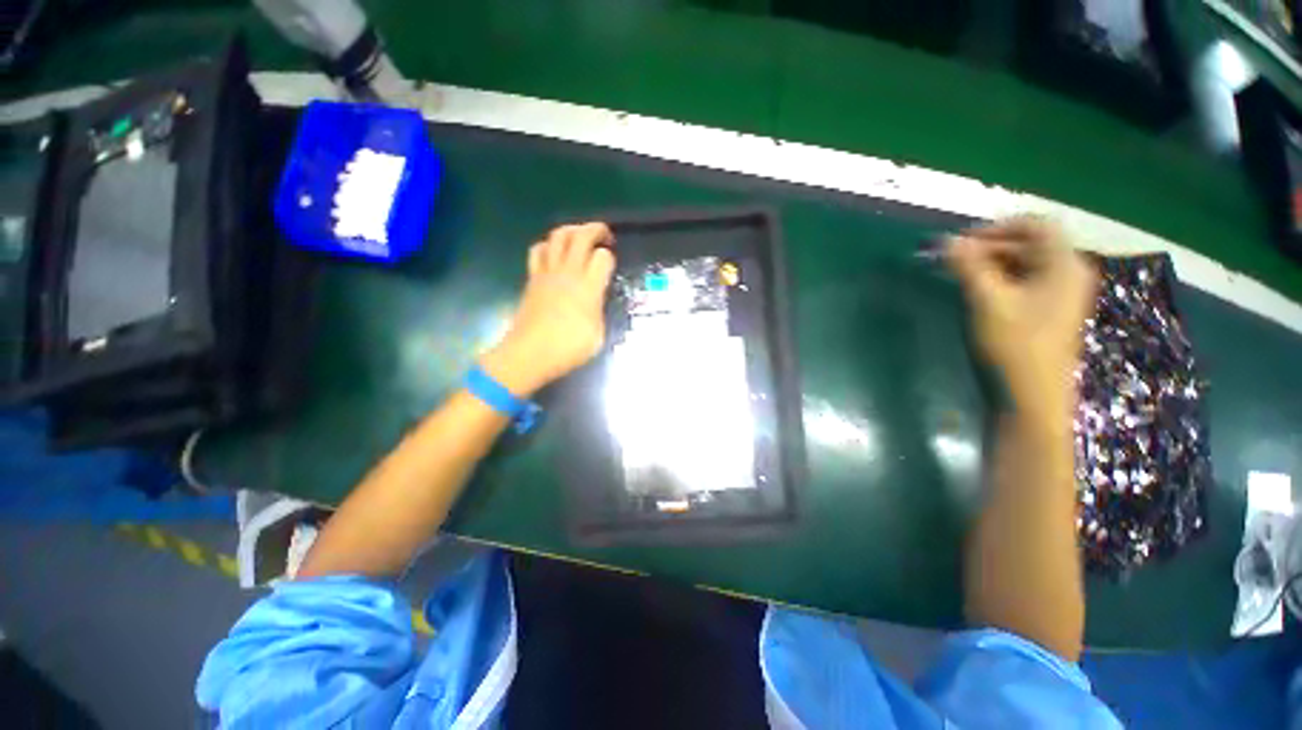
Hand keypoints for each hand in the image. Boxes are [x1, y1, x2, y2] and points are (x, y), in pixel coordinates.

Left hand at [480, 223, 615, 395]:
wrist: (529, 354)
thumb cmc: (568, 349)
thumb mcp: (597, 335)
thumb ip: (599, 310)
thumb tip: (595, 300)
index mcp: (588, 288)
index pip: (603, 257)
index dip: (610, 257)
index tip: (612, 265)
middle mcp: (568, 273)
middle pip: (581, 235)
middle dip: (596, 229)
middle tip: (605, 235)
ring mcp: (547, 273)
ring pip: (557, 236)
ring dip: (572, 230)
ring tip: (580, 237)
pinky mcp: (532, 278)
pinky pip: (538, 250)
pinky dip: (548, 245)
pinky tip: (554, 253)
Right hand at [945, 217, 1096, 418]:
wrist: (1033, 393)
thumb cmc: (1016, 343)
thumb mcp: (988, 300)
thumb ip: (969, 266)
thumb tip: (947, 241)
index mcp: (1064, 263)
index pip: (1037, 225)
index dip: (998, 227)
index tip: (963, 243)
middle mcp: (1069, 271)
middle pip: (1031, 242)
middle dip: (991, 246)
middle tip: (955, 260)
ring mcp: (1061, 292)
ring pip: (1026, 262)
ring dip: (993, 263)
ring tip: (961, 275)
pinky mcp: (1049, 309)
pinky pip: (1025, 280)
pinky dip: (1001, 278)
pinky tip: (979, 291)